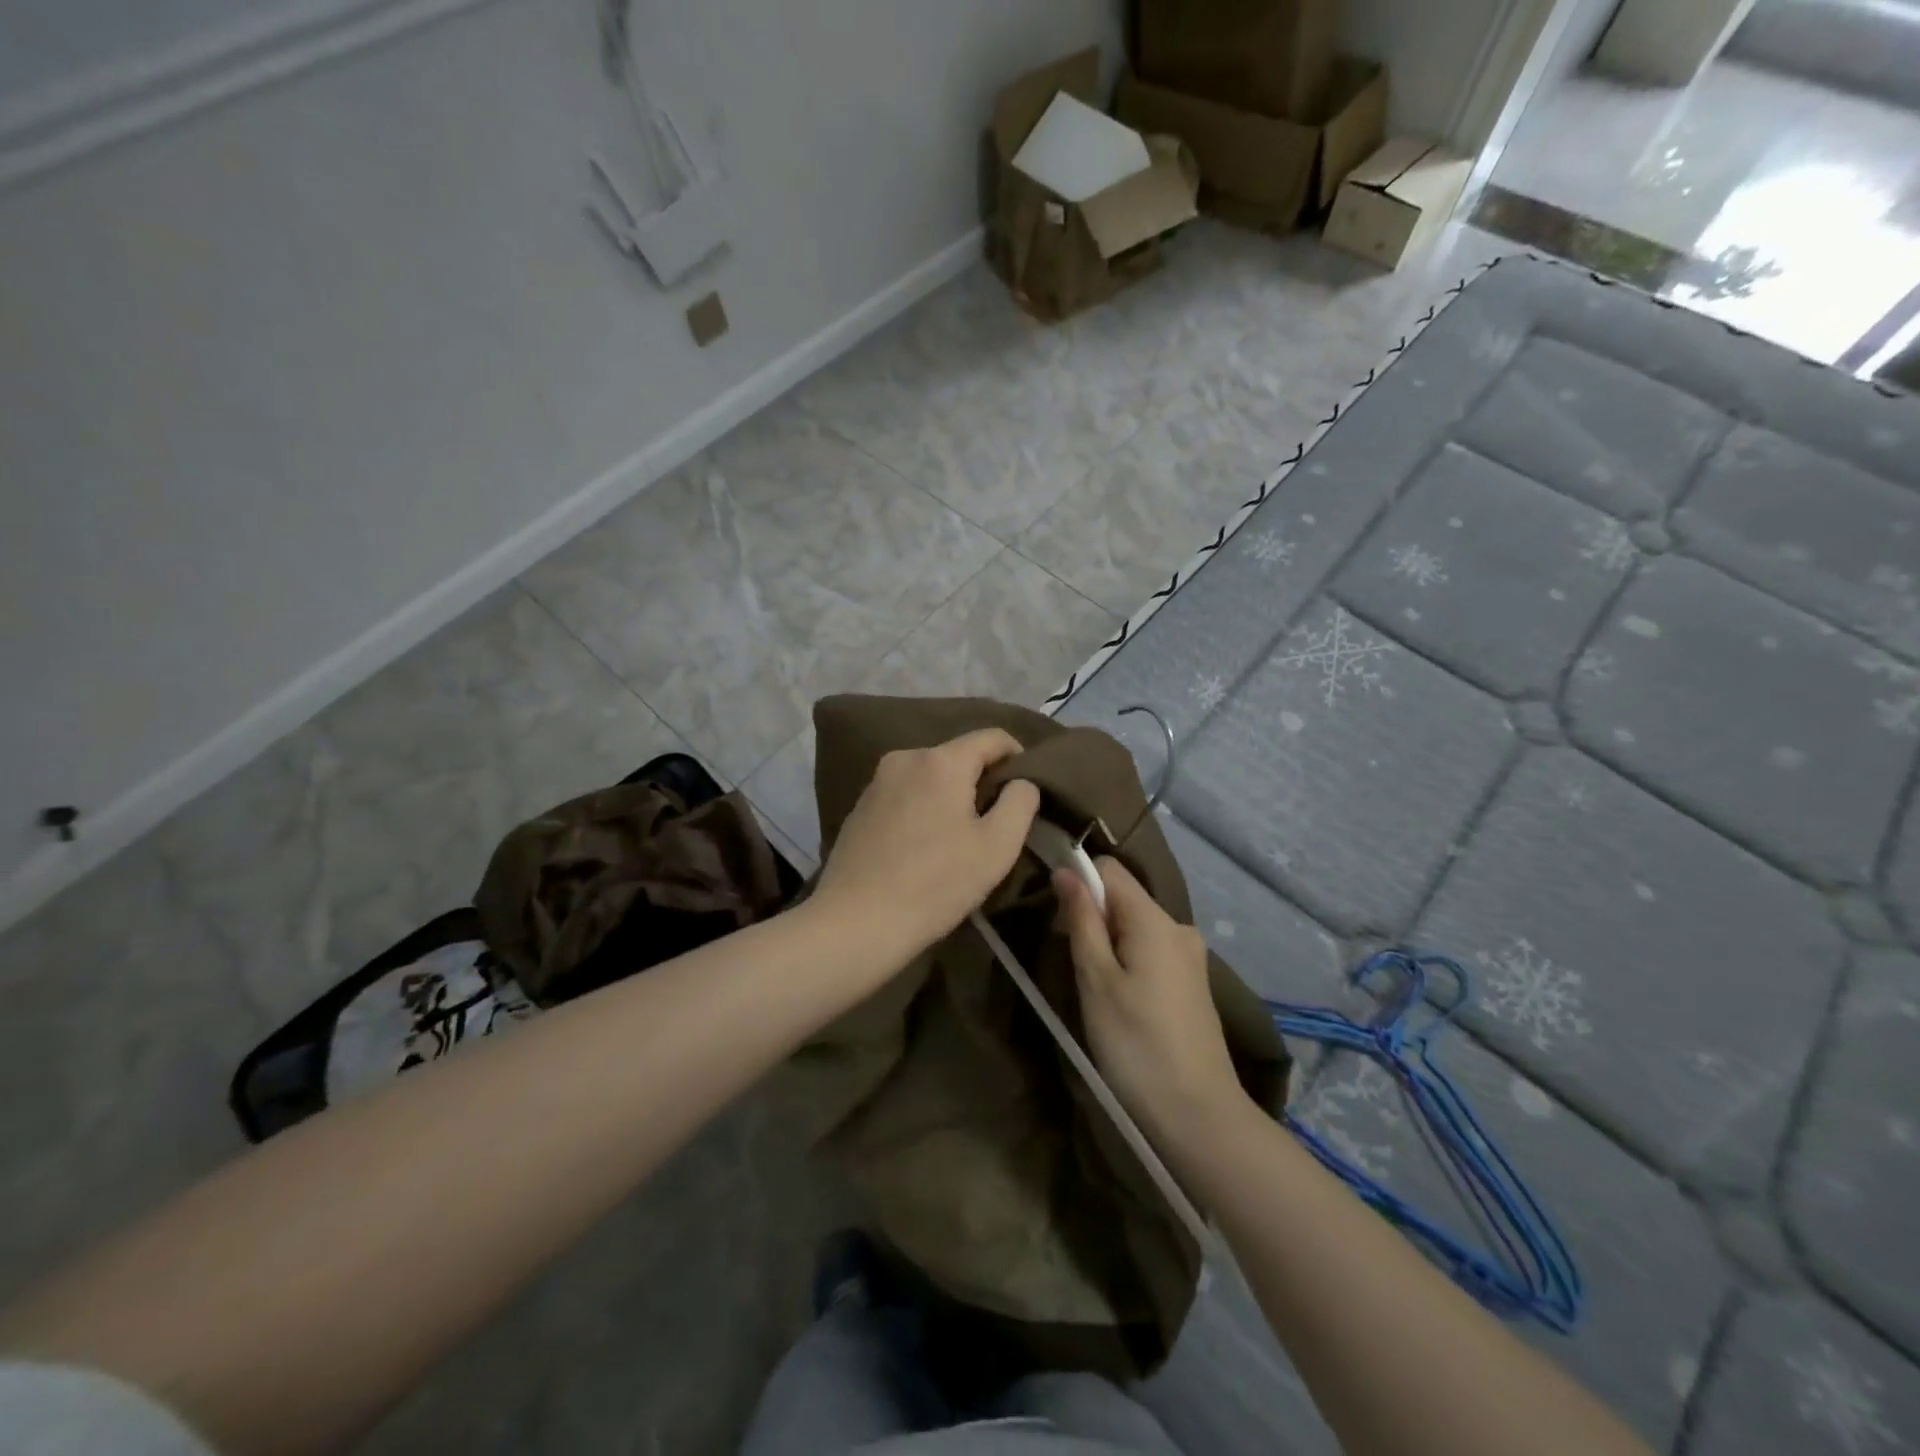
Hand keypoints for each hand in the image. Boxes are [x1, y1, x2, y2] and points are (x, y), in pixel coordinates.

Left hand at [812, 728, 1040, 967]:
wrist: (856, 922)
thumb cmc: (936, 883)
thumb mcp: (997, 846)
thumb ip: (1021, 802)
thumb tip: (1021, 782)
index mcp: (941, 760)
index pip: (993, 736)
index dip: (1019, 756)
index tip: (1028, 788)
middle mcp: (905, 758)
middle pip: (958, 756)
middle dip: (982, 780)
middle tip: (998, 820)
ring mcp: (877, 782)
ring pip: (930, 776)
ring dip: (951, 796)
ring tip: (962, 835)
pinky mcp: (859, 807)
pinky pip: (905, 794)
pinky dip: (923, 808)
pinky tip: (925, 845)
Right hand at [1056, 857, 1247, 1142]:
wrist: (1198, 1114)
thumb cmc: (1136, 1044)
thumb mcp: (1096, 980)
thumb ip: (1082, 921)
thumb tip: (1067, 871)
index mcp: (1154, 919)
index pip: (1109, 869)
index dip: (1079, 883)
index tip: (1059, 922)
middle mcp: (1179, 926)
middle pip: (1124, 898)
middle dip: (1093, 918)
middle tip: (1075, 965)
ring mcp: (1191, 955)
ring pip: (1136, 926)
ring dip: (1109, 943)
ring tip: (1096, 989)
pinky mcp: (1193, 981)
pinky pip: (1152, 950)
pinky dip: (1129, 961)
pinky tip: (1123, 1002)